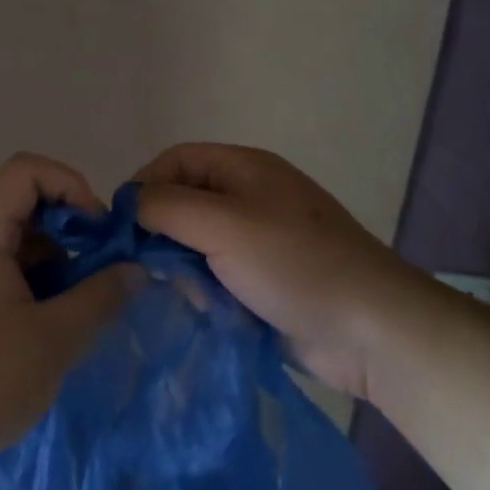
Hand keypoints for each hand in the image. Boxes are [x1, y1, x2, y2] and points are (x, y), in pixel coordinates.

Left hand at [0, 154, 131, 489]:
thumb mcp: (52, 342)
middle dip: (71, 224)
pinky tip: (59, 314)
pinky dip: (40, 275)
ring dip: (58, 254)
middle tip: (102, 264)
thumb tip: (136, 269)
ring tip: (86, 296)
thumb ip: (100, 297)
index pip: (27, 171)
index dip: (71, 186)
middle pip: (25, 199)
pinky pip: (8, 261)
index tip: (98, 231)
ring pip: (19, 233)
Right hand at [134, 143, 431, 399]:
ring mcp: (257, 242)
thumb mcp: (223, 224)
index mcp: (244, 169)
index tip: (120, 225)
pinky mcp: (262, 282)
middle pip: (183, 203)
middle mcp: (248, 198)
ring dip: (182, 268)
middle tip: (146, 266)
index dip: (144, 185)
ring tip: (186, 294)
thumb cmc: (293, 263)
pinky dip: (204, 292)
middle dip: (161, 233)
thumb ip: (166, 207)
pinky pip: (215, 277)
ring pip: (195, 245)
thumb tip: (129, 205)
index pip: (175, 160)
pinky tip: (206, 311)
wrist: (369, 329)